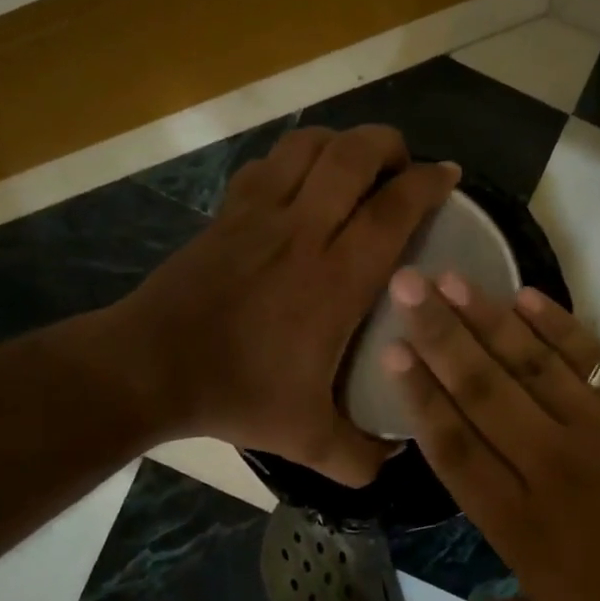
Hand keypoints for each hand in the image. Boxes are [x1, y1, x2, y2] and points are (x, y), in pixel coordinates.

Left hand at [109, 125, 458, 485]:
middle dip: (390, 145)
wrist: (150, 368)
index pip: (394, 208)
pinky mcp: (228, 212)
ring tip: (358, 165)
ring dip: (343, 142)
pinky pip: (269, 163)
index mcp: (336, 277)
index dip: (429, 182)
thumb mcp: (309, 440)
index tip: (450, 177)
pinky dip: (297, 157)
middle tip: (405, 168)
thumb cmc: (236, 394)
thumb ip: (360, 457)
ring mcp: (260, 214)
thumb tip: (394, 458)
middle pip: (354, 154)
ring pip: (309, 145)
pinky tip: (303, 181)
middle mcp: (304, 231)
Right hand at [381, 269, 599, 600]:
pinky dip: (558, 326)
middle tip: (404, 284)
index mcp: (522, 524)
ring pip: (531, 365)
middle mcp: (552, 464)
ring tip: (450, 277)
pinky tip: (526, 296)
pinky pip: (591, 359)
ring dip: (488, 318)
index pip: (456, 448)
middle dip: (440, 335)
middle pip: (484, 390)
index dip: (420, 397)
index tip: (391, 352)